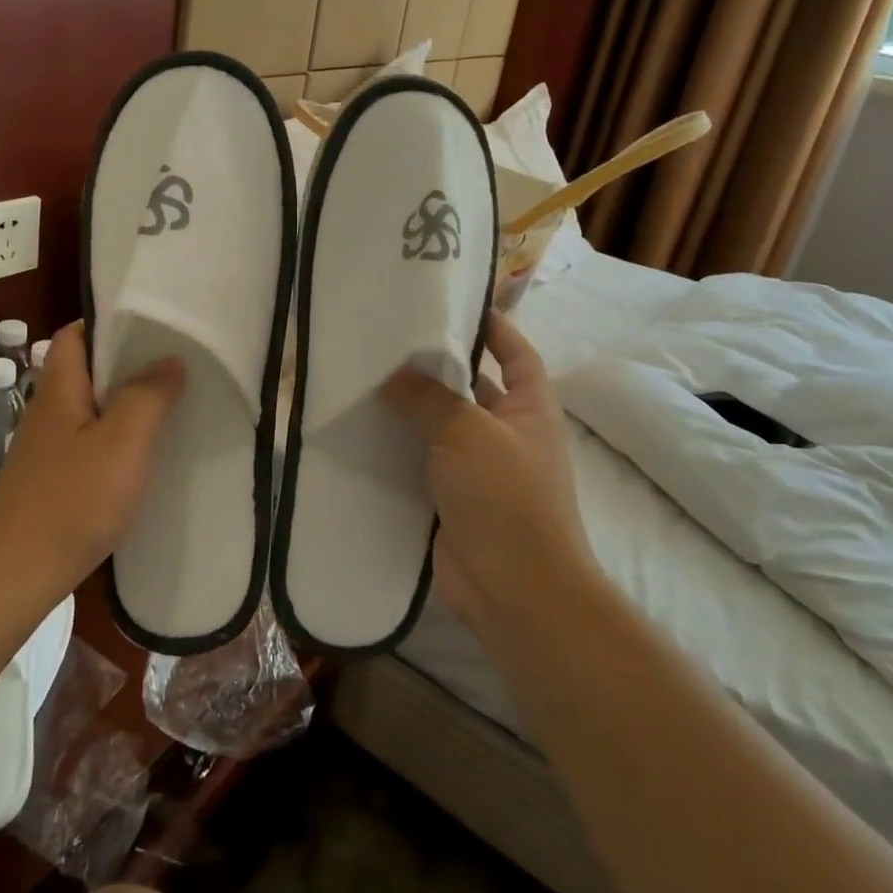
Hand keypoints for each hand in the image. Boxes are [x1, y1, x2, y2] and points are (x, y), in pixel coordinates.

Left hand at [0, 321, 182, 601]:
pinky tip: (145, 459)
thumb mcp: (122, 442)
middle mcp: (50, 412)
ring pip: (92, 410)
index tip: (153, 326)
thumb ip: (148, 396)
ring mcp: (49, 450)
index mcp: (60, 389)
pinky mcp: (53, 483)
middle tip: (175, 365)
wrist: (13, 578)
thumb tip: (170, 359)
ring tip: (171, 406)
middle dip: (128, 365)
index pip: (75, 334)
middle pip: (87, 372)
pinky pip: (92, 445)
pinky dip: (119, 442)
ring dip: (127, 405)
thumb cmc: (70, 501)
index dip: (109, 323)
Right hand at [383, 312, 598, 653]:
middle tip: (385, 340)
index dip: (491, 325)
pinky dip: (398, 447)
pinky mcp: (452, 497)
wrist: (515, 590)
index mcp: (530, 406)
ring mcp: (479, 467)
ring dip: (410, 408)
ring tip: (363, 378)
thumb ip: (428, 397)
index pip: (514, 351)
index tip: (449, 302)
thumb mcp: (467, 431)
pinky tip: (361, 431)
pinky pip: (422, 460)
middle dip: (434, 365)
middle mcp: (507, 431)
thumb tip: (393, 373)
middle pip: (470, 385)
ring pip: (440, 424)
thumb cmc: (506, 497)